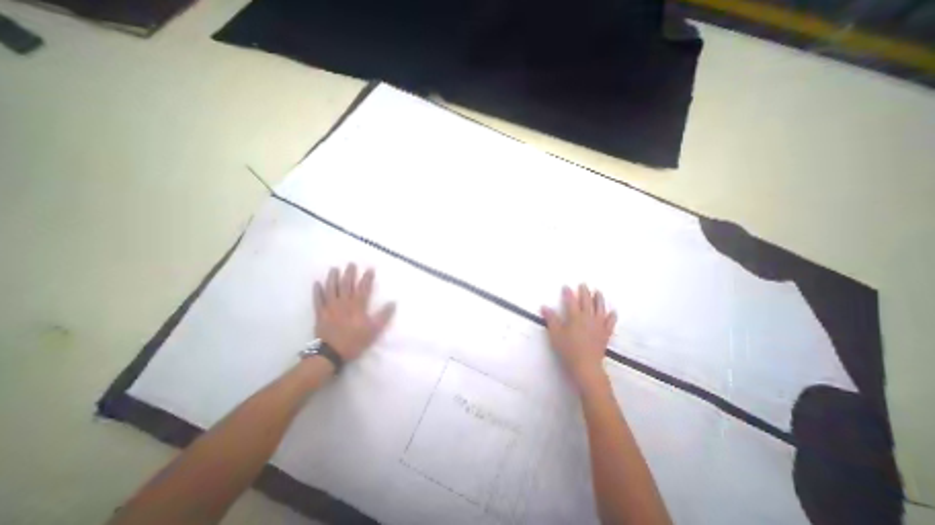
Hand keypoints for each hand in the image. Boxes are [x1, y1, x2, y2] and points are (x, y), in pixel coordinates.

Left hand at [313, 265, 392, 362]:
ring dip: (333, 278)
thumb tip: (393, 302)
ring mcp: (330, 307)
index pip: (363, 288)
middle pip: (346, 285)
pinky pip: (318, 300)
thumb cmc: (354, 341)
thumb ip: (383, 315)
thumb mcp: (374, 330)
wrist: (331, 353)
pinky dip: (317, 291)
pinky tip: (317, 283)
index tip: (370, 269)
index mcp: (357, 306)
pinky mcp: (320, 313)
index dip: (367, 278)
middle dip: (349, 273)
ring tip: (334, 268)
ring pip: (331, 289)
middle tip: (351, 264)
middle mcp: (343, 303)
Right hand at [545, 288, 619, 389]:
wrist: (586, 366)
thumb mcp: (555, 334)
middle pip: (587, 302)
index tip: (566, 286)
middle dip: (585, 292)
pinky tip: (613, 312)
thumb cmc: (568, 350)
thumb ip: (551, 319)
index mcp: (575, 317)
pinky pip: (610, 322)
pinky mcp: (605, 334)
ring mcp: (598, 325)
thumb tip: (544, 307)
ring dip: (599, 299)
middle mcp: (588, 318)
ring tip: (598, 292)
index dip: (568, 293)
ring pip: (600, 309)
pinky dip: (611, 316)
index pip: (571, 301)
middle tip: (584, 284)